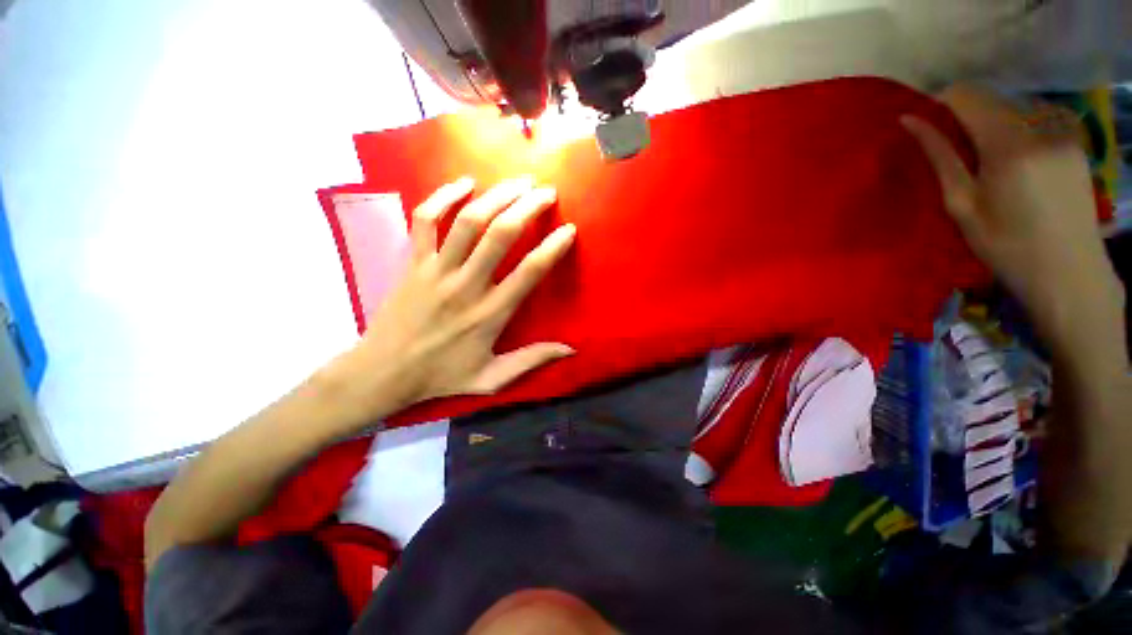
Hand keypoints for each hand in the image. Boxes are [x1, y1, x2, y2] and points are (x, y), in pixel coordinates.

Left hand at [328, 177, 576, 419]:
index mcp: (489, 313)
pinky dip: (443, 196)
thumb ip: (531, 360)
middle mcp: (466, 285)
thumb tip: (570, 350)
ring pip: (468, 221)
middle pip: (500, 235)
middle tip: (546, 192)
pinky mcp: (413, 262)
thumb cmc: (441, 376)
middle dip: (527, 207)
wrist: (382, 373)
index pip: (529, 272)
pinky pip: (426, 220)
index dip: (552, 247)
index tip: (569, 229)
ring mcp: (436, 270)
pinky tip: (464, 182)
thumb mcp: (492, 379)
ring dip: (496, 195)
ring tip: (518, 181)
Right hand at [901, 85, 1123, 356]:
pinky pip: (1037, 119)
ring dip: (992, 123)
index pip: (968, 96)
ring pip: (1015, 107)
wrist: (1070, 273)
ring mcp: (1063, 132)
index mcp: (1009, 145)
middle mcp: (1041, 127)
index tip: (927, 122)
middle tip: (954, 148)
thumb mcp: (961, 205)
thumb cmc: (1006, 246)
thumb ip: (939, 157)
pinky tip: (1015, 161)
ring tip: (987, 160)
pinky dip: (1017, 130)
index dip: (942, 102)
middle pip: (993, 98)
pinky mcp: (1075, 142)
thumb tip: (909, 121)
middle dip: (967, 114)